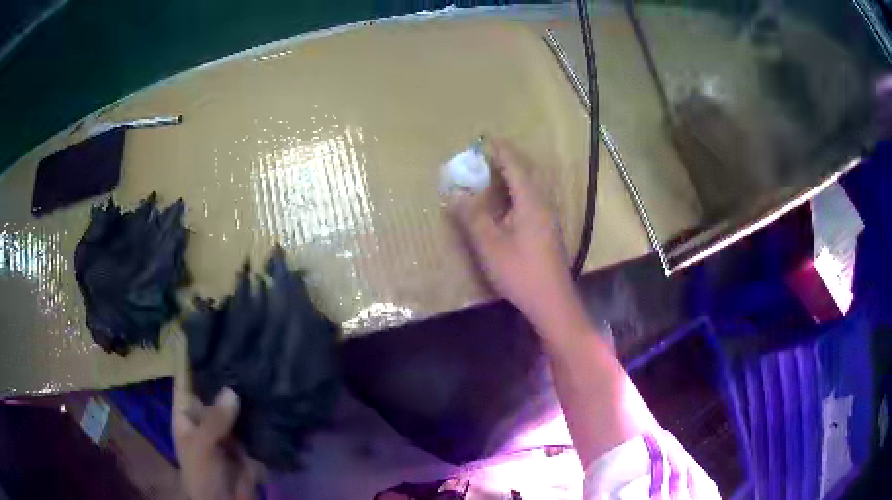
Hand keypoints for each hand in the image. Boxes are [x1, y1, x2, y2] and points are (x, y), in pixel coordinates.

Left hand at [174, 338, 260, 499]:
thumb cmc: (201, 475)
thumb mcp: (201, 447)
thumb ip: (214, 420)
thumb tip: (231, 389)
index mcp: (187, 410)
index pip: (185, 375)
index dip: (188, 352)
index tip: (199, 323)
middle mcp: (207, 411)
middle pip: (213, 383)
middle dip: (224, 363)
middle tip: (240, 335)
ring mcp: (229, 424)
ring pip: (236, 398)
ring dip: (246, 383)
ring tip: (260, 354)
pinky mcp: (249, 436)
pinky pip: (255, 417)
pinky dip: (264, 405)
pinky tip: (274, 387)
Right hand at [447, 138, 580, 325]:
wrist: (552, 301)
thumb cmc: (521, 272)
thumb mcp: (490, 245)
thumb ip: (473, 217)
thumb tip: (455, 193)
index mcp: (530, 202)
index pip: (515, 167)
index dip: (500, 151)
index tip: (485, 138)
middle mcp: (542, 204)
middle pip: (526, 173)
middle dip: (507, 159)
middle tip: (487, 152)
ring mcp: (548, 218)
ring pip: (530, 186)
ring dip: (513, 174)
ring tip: (494, 171)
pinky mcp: (547, 230)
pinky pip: (531, 199)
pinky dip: (517, 190)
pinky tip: (507, 202)